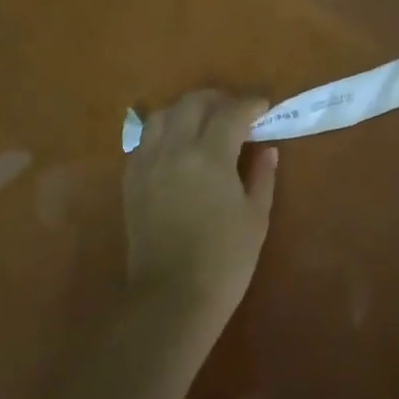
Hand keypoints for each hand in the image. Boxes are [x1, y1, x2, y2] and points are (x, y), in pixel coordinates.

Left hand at [123, 90, 278, 319]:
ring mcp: (147, 163)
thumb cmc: (224, 260)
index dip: (250, 104)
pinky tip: (176, 146)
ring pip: (162, 115)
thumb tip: (267, 150)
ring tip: (203, 122)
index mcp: (209, 156)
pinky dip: (163, 132)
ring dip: (185, 110)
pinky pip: (144, 140)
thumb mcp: (256, 217)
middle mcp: (174, 149)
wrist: (171, 299)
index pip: (231, 112)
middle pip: (192, 103)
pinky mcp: (131, 180)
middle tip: (235, 110)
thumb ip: (262, 176)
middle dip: (217, 99)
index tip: (263, 105)